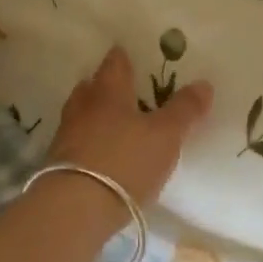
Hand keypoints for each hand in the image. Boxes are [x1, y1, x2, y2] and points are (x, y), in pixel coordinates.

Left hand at [47, 46, 213, 207]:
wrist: (75, 209)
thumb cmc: (125, 160)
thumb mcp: (166, 135)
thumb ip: (184, 110)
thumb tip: (204, 83)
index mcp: (109, 92)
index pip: (115, 64)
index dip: (122, 57)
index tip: (127, 52)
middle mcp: (83, 108)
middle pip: (91, 88)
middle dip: (104, 85)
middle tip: (120, 87)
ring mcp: (66, 137)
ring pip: (81, 115)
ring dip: (94, 114)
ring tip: (111, 120)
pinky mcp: (59, 166)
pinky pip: (76, 143)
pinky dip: (88, 142)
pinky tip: (100, 152)